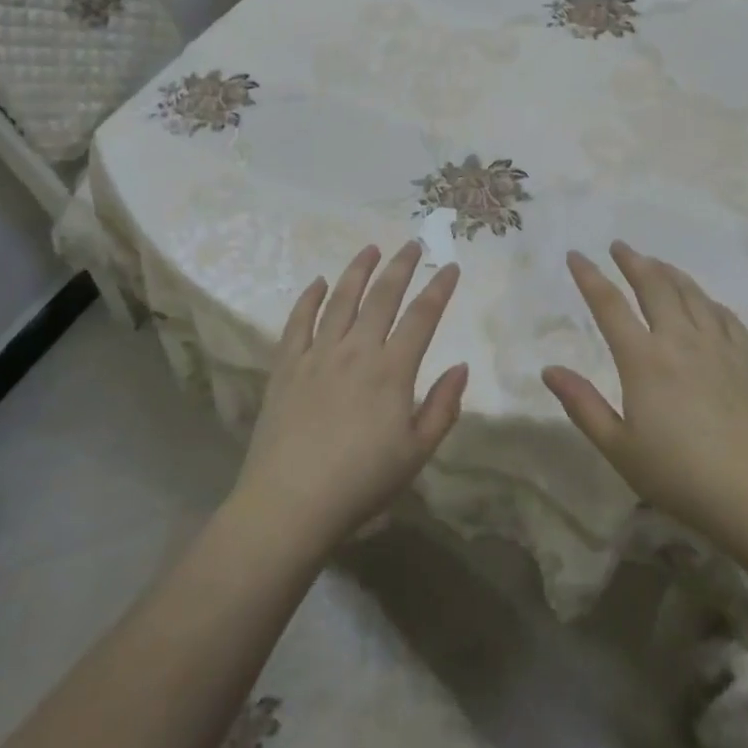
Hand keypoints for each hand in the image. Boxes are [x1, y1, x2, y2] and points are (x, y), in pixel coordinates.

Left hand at [234, 242, 467, 551]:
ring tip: (370, 249)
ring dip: (357, 271)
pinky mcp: (286, 366)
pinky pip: (297, 322)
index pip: (422, 316)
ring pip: (340, 299)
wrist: (290, 503)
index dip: (439, 288)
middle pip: (382, 296)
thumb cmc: (361, 483)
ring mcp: (317, 354)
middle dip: (400, 266)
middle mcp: (356, 350)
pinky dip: (308, 298)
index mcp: (392, 370)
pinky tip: (317, 283)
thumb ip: (443, 407)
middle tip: (412, 244)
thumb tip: (460, 366)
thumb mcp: (417, 453)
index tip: (450, 267)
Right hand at [542, 242, 747, 542]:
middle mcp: (680, 340)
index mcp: (643, 359)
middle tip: (619, 246)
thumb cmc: (681, 476)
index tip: (576, 255)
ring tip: (656, 262)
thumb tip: (549, 370)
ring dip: (668, 272)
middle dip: (633, 262)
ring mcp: (718, 346)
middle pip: (654, 286)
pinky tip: (703, 300)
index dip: (589, 276)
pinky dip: (706, 299)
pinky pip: (723, 314)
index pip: (609, 304)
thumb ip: (583, 405)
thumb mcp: (619, 448)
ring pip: (691, 293)